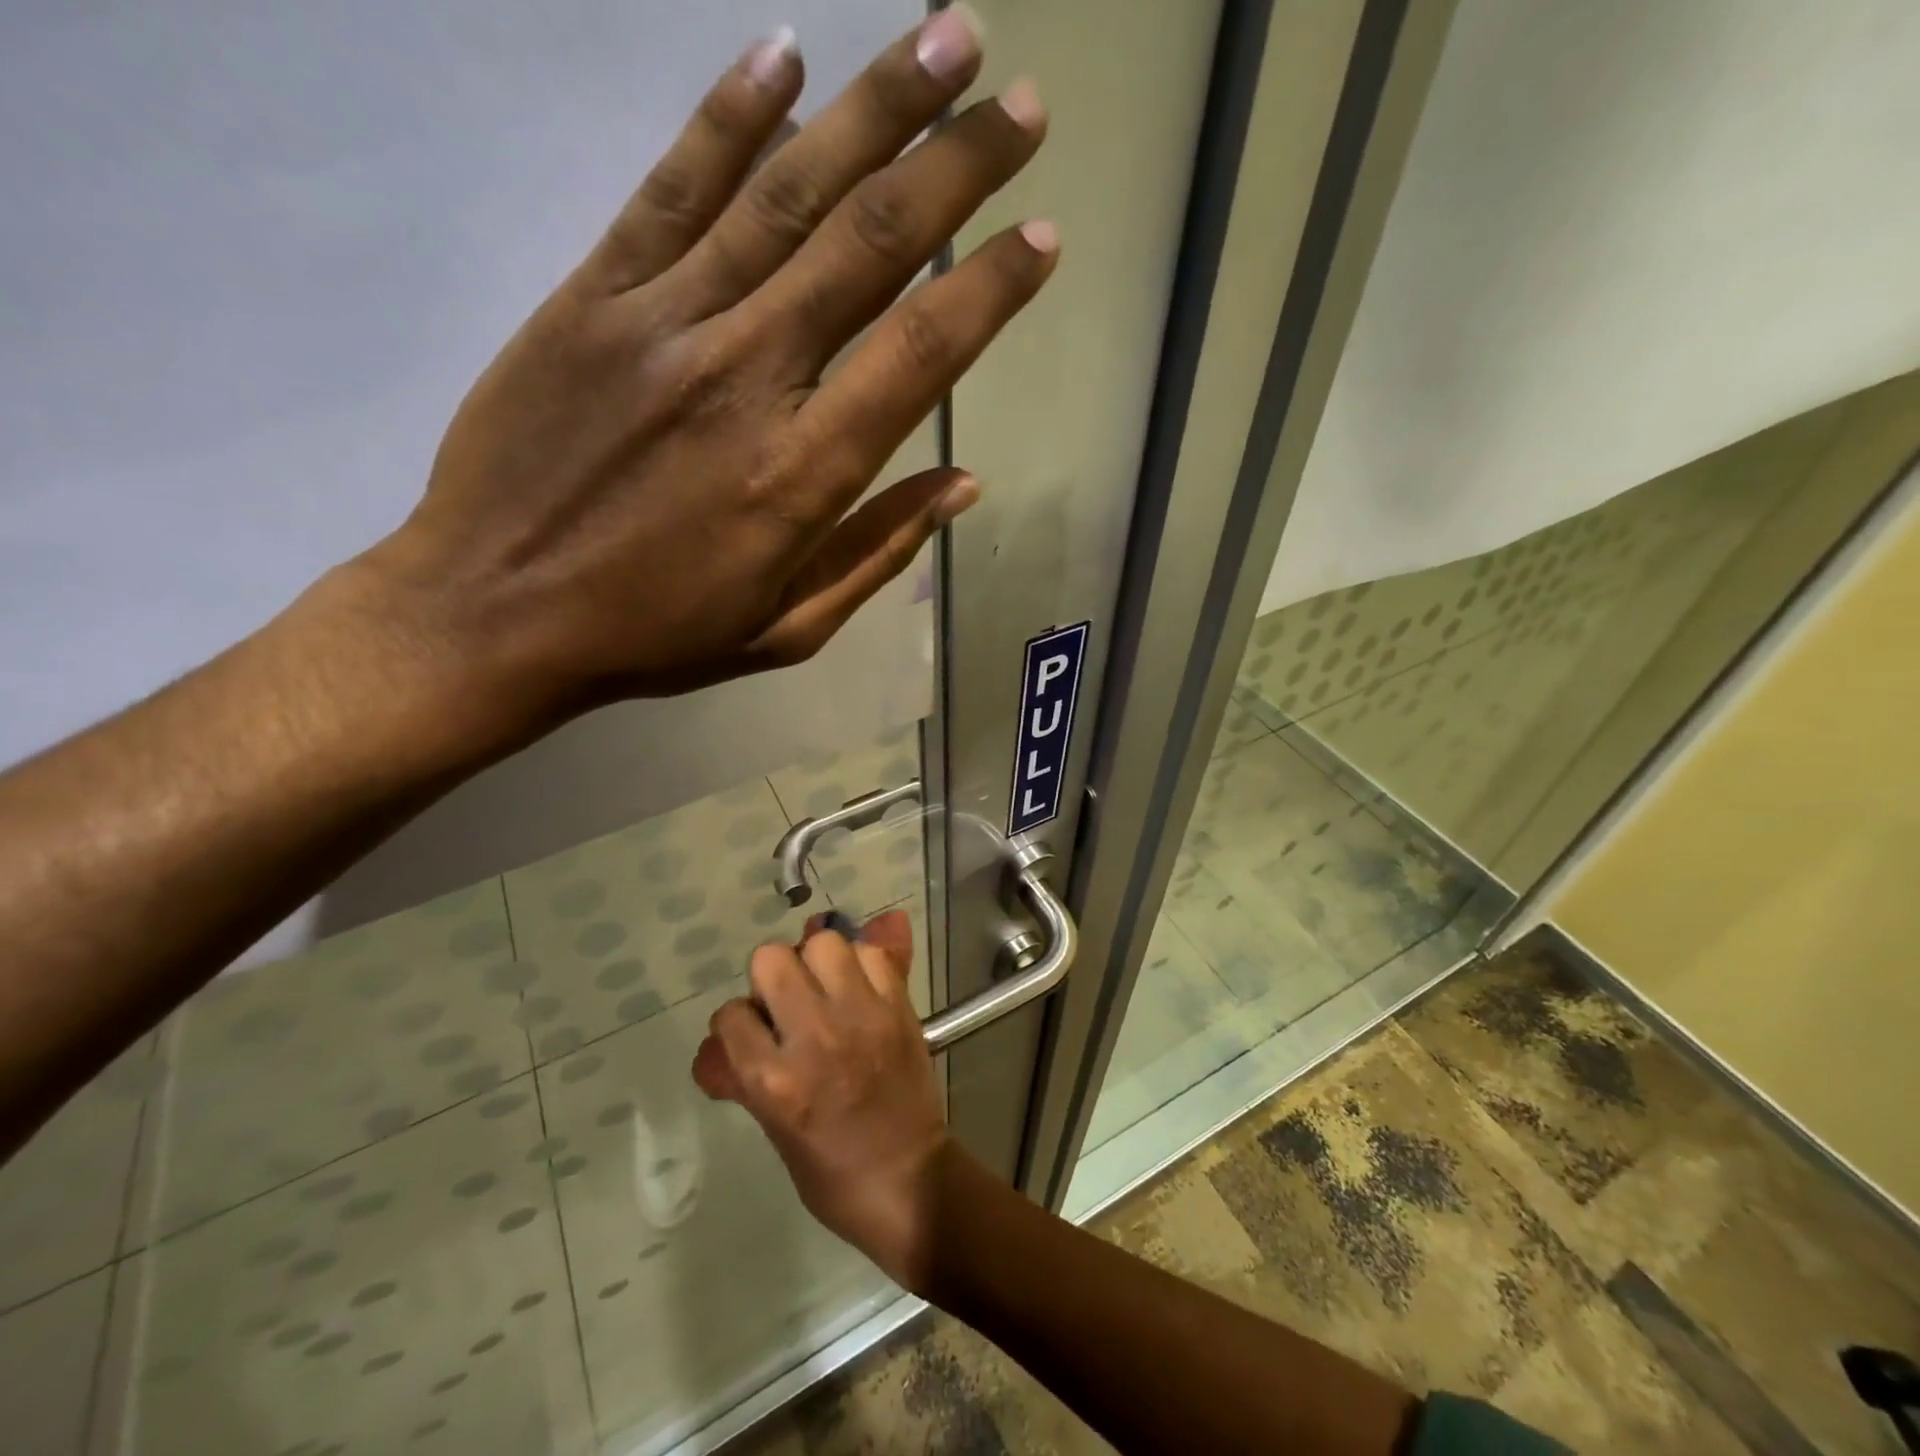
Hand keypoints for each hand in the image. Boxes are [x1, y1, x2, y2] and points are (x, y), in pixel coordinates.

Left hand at [346, 9, 1053, 742]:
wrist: (494, 613)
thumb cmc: (656, 635)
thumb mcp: (788, 628)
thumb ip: (878, 553)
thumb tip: (962, 484)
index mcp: (800, 477)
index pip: (919, 357)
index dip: (989, 290)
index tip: (1042, 238)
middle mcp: (746, 378)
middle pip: (868, 247)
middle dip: (955, 166)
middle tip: (1021, 103)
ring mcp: (663, 324)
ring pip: (784, 194)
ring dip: (873, 107)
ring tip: (946, 33)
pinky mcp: (591, 296)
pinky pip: (671, 188)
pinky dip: (731, 116)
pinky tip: (784, 53)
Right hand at [692, 910, 948, 1290]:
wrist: (910, 1180)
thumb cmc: (832, 1173)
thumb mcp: (772, 1130)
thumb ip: (739, 1079)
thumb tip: (710, 1048)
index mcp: (774, 1080)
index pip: (730, 1015)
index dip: (737, 1022)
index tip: (753, 1034)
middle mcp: (814, 1036)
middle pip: (771, 959)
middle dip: (771, 976)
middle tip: (787, 1002)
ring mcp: (861, 1015)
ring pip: (823, 941)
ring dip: (817, 959)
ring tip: (825, 987)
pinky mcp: (898, 1006)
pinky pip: (873, 952)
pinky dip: (863, 961)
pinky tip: (861, 988)